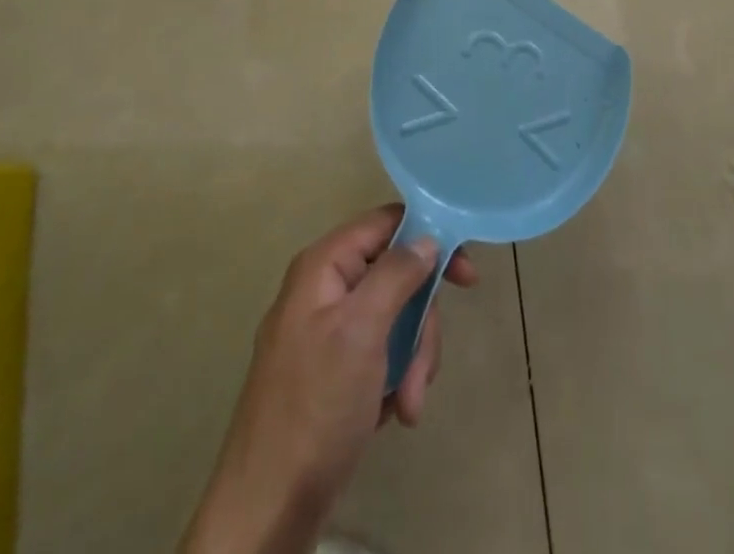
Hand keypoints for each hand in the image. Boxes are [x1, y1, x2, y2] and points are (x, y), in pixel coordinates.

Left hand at [182, 205, 477, 553]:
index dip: (428, 239)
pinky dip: (394, 379)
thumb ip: (396, 274)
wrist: (268, 508)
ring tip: (406, 405)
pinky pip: (379, 352)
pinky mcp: (331, 371)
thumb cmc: (316, 408)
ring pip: (393, 318)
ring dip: (410, 360)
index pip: (385, 224)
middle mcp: (323, 289)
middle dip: (419, 323)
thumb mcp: (362, 331)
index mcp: (323, 267)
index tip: (465, 276)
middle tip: (423, 368)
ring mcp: (325, 332)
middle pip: (395, 276)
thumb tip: (426, 237)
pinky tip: (392, 413)